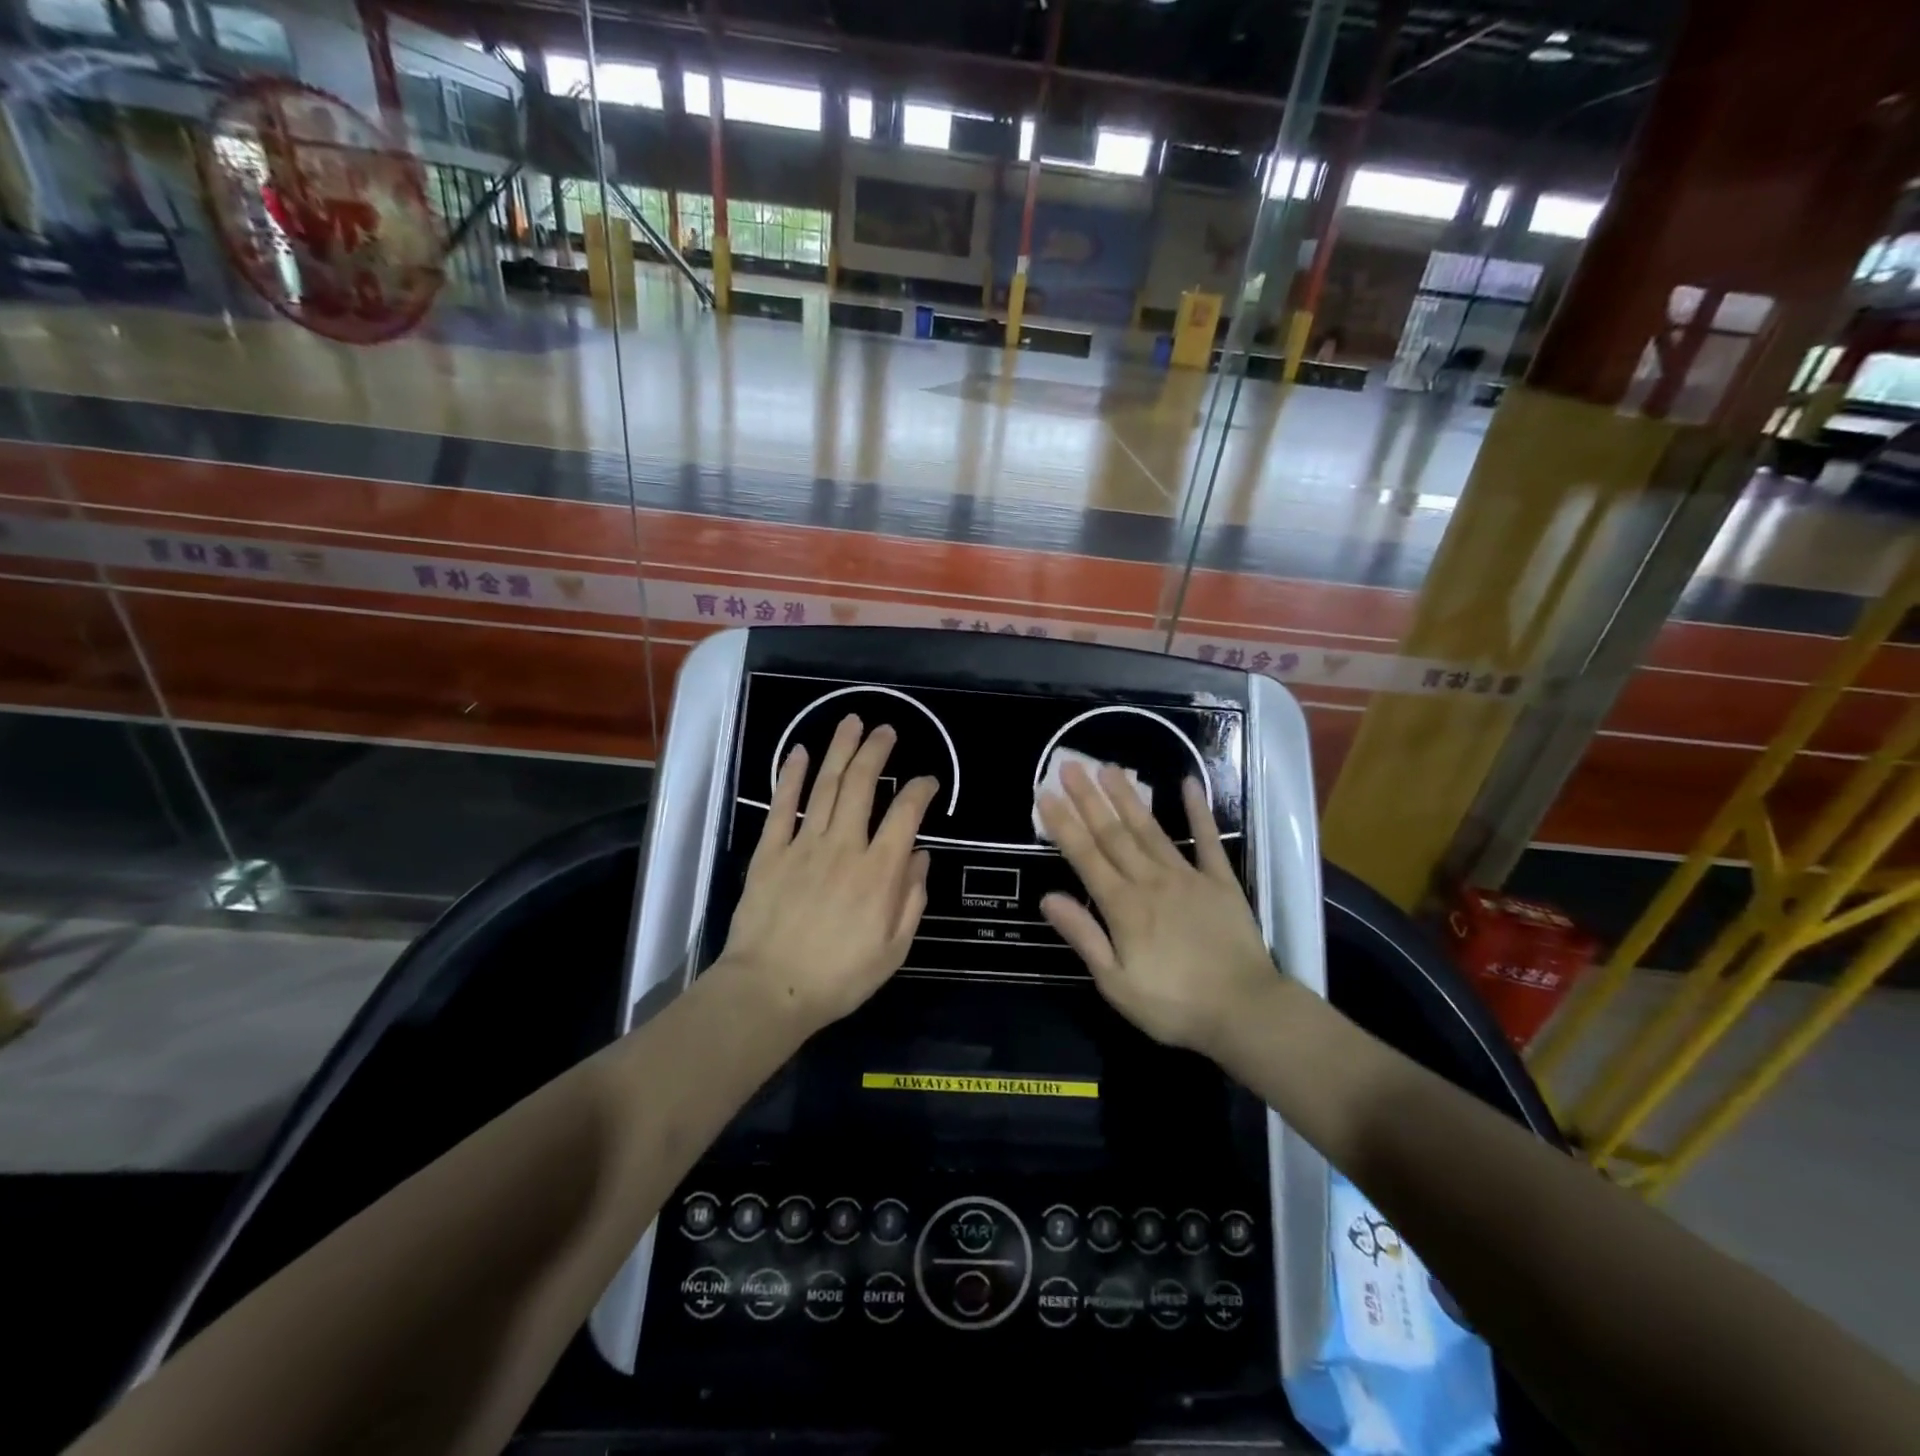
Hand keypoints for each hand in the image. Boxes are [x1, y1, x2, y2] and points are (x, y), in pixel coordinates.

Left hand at [718, 715, 935, 1030]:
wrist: (770, 990)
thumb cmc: (840, 976)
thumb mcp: (894, 948)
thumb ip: (911, 899)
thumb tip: (920, 856)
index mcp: (879, 871)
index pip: (906, 815)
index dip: (920, 790)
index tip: (927, 780)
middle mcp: (844, 846)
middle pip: (862, 785)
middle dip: (876, 752)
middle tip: (885, 730)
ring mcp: (803, 845)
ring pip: (826, 786)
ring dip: (840, 750)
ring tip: (851, 722)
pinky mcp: (770, 852)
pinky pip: (783, 806)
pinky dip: (791, 777)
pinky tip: (800, 752)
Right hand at [1037, 761, 1274, 1054]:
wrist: (1246, 1012)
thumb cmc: (1174, 1005)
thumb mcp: (1116, 983)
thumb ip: (1084, 936)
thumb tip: (1048, 898)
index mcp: (1123, 906)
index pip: (1085, 856)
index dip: (1063, 824)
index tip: (1045, 794)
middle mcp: (1151, 881)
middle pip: (1113, 833)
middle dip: (1088, 798)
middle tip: (1070, 765)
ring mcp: (1188, 877)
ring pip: (1150, 829)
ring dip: (1128, 797)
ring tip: (1110, 767)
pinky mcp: (1221, 881)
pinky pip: (1208, 840)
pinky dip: (1199, 811)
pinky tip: (1189, 784)